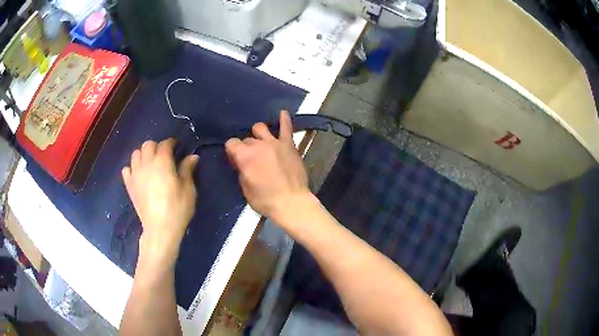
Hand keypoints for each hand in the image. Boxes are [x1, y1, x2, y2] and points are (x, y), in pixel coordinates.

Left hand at [122, 138, 198, 266]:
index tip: (177, 146)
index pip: (165, 144)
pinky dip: (132, 168)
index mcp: (162, 162)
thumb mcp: (188, 189)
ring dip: (143, 154)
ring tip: (150, 163)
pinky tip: (139, 174)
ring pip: (135, 154)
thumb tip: (192, 156)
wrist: (160, 229)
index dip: (171, 143)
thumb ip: (188, 170)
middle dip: (156, 146)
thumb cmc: (177, 209)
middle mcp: (146, 164)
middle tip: (164, 155)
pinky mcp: (129, 185)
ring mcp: (135, 174)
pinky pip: (126, 169)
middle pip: (147, 145)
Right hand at [225, 111, 314, 228]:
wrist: (291, 202)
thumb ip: (242, 170)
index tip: (236, 160)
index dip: (232, 151)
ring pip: (261, 128)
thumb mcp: (245, 188)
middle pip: (247, 139)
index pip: (231, 143)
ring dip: (258, 134)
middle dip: (246, 147)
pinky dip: (284, 120)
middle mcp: (258, 144)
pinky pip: (286, 128)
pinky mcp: (288, 144)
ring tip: (261, 141)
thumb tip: (242, 162)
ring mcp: (274, 142)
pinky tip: (282, 113)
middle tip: (251, 159)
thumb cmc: (265, 200)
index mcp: (244, 155)